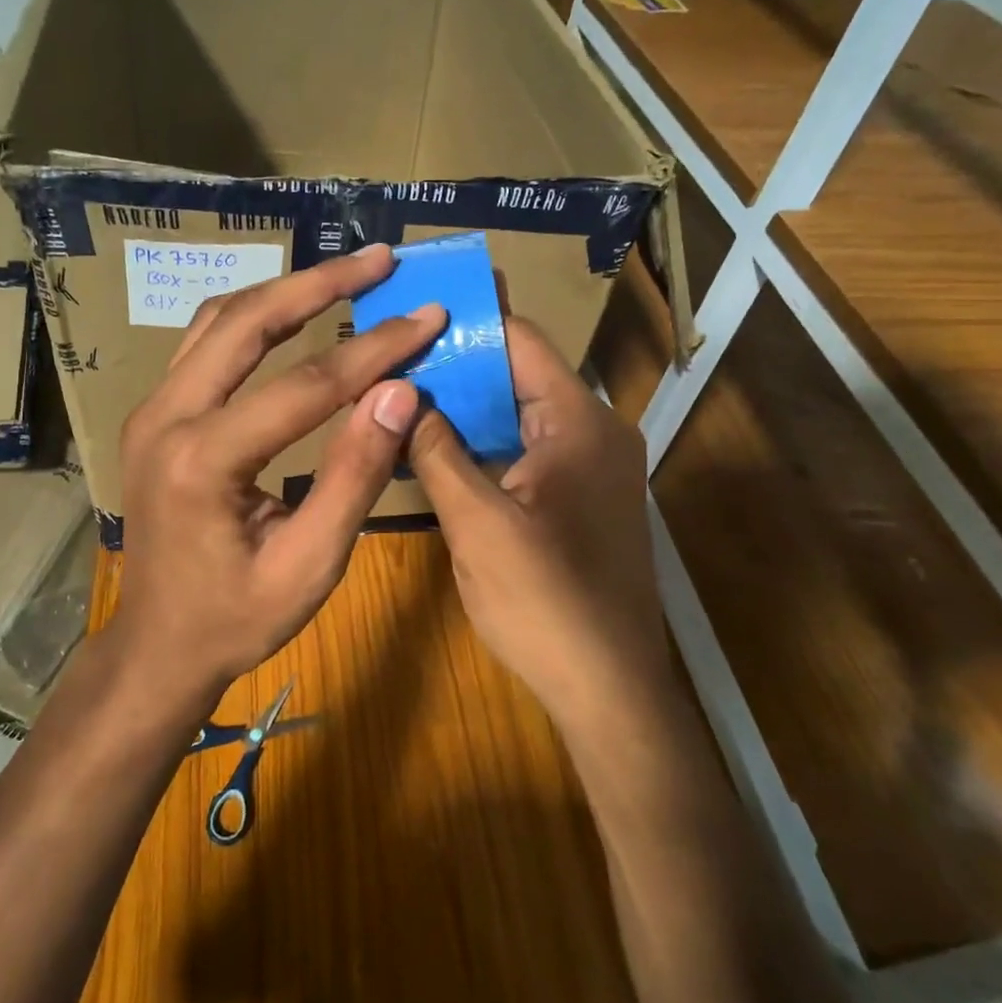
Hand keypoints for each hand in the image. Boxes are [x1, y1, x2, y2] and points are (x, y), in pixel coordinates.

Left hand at [112, 245, 445, 703]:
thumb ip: (354, 476)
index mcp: (204, 461)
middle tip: (381, 259)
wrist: (158, 645)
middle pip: (247, 321)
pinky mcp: (154, 414)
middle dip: (320, 283)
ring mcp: (151, 410)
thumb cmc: (236, 619)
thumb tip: (399, 393)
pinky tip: (293, 311)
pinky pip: (205, 344)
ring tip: (345, 274)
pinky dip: (255, 318)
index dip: (374, 349)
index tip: (428, 316)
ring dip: (284, 290)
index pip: (305, 385)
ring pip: (219, 320)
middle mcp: (166, 417)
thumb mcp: (310, 564)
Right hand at [409, 317, 669, 725]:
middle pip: (520, 375)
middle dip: (457, 367)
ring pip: (521, 415)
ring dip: (468, 409)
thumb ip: (437, 451)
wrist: (609, 690)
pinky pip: (529, 451)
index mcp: (578, 422)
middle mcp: (595, 431)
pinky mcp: (584, 499)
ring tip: (403, 398)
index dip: (467, 321)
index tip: (412, 312)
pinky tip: (439, 451)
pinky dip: (487, 445)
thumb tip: (399, 393)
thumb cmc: (545, 601)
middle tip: (392, 359)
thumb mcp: (477, 523)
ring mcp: (593, 467)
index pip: (521, 340)